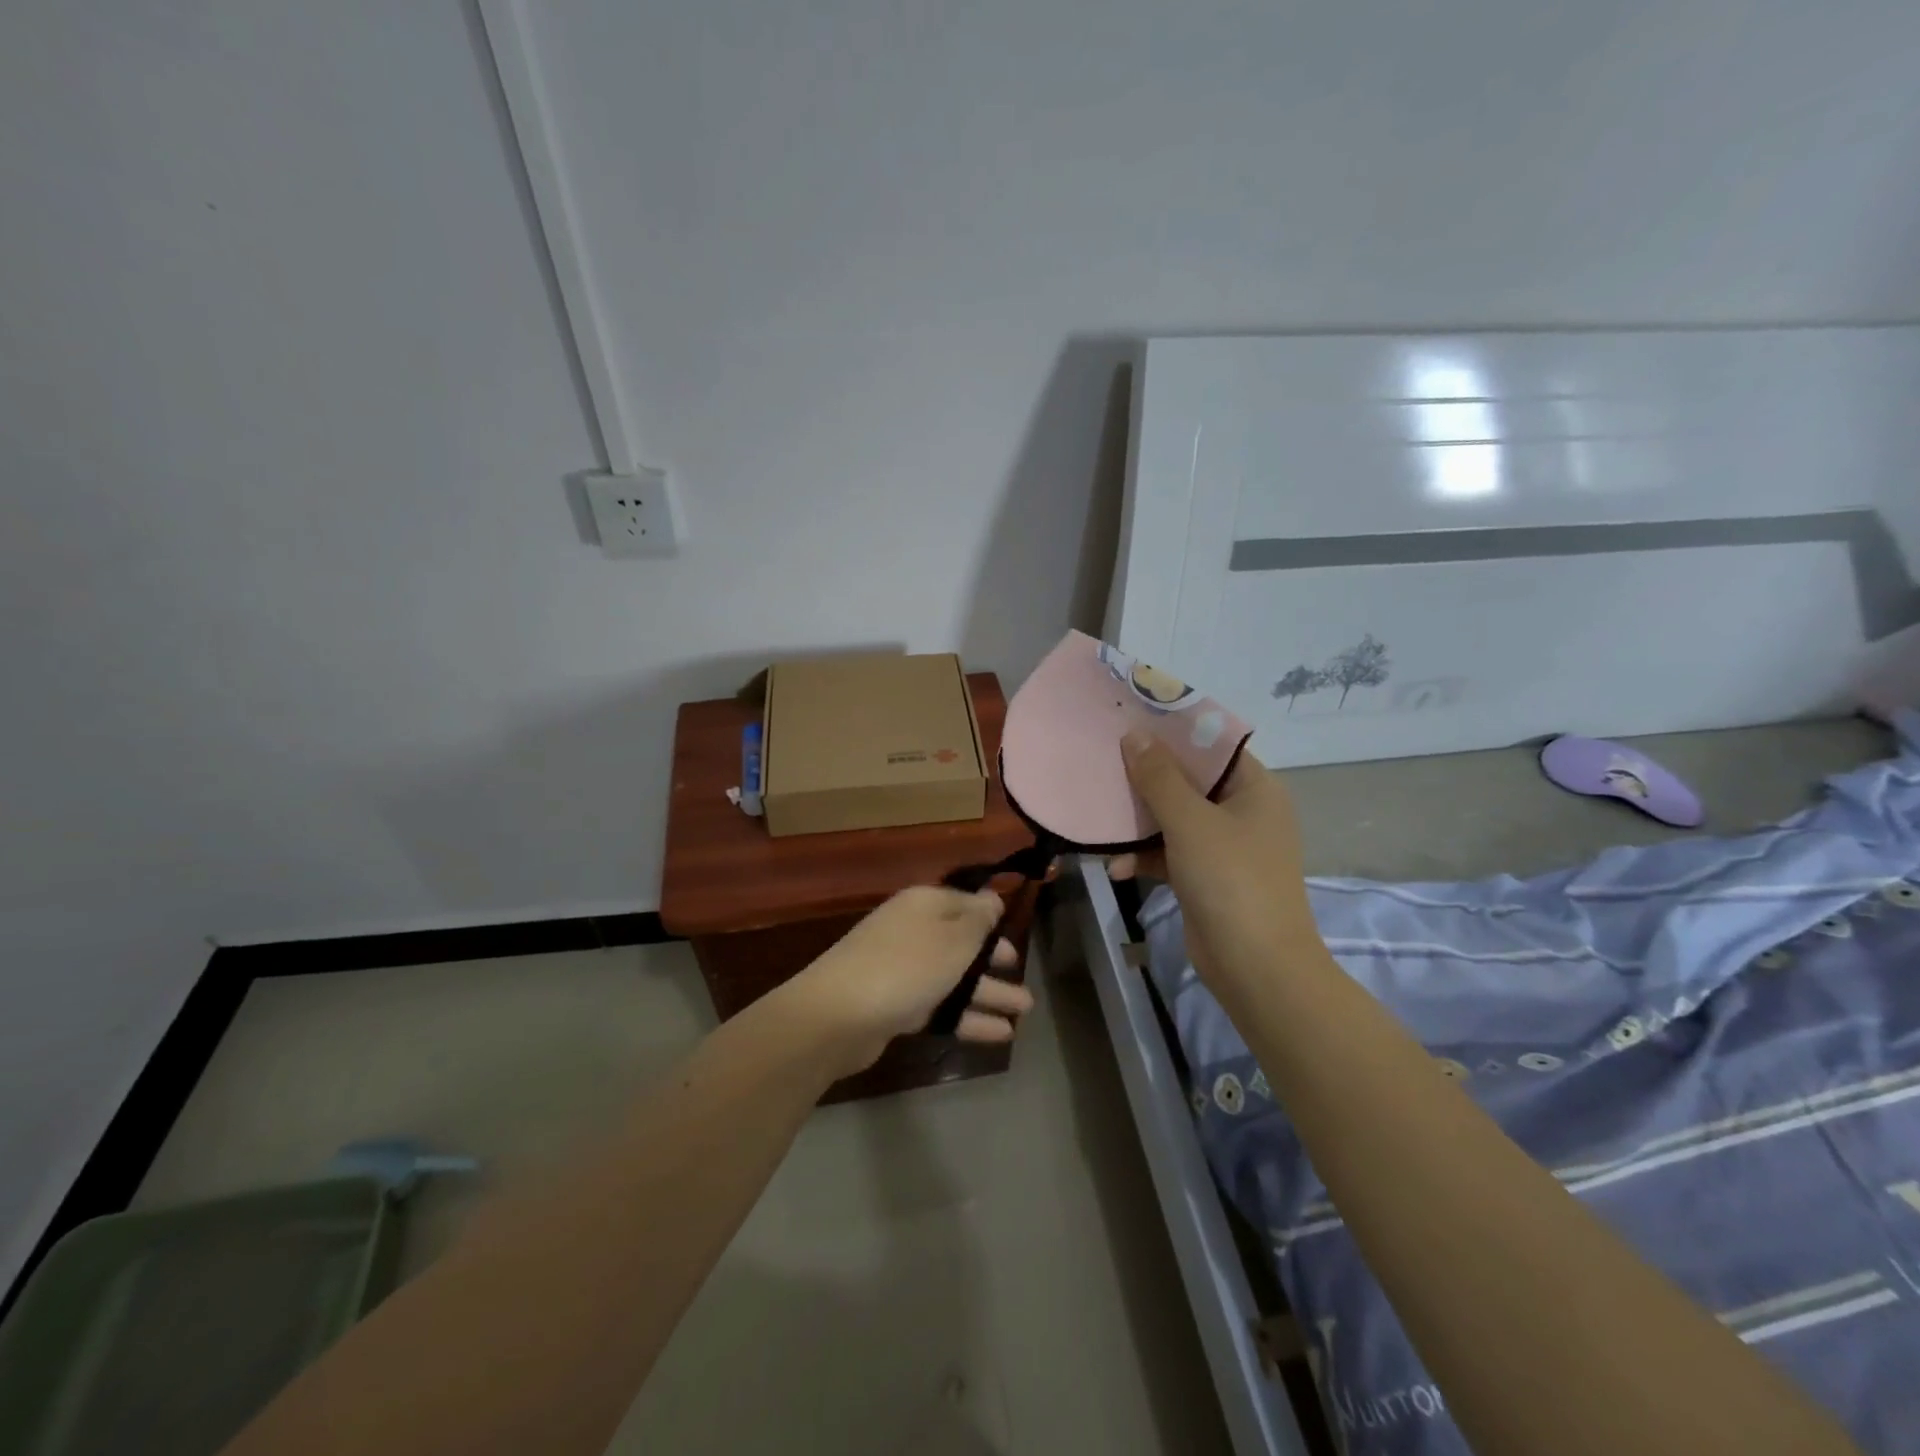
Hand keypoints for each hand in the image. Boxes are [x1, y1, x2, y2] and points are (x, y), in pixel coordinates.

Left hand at [780, 886, 1033, 1073]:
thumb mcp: (954, 938)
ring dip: (989, 993)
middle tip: (1022, 974)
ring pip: (954, 978)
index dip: (992, 917)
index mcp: (925, 904)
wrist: (838, 1015)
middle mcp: (913, 931)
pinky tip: (1000, 1034)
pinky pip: (941, 1006)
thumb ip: (978, 920)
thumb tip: (992, 898)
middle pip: (961, 942)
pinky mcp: (896, 1006)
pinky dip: (968, 1017)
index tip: (1016, 931)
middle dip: (994, 960)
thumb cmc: (906, 966)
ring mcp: (902, 969)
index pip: (966, 903)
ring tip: (1024, 1011)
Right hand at [1115, 732, 1318, 1000]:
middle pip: (1189, 781)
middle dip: (1147, 776)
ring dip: (1140, 821)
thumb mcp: (1190, 822)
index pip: (1212, 746)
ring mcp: (1226, 847)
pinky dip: (1146, 857)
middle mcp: (1243, 812)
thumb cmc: (1230, 879)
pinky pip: (1171, 854)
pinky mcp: (1207, 878)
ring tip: (1101, 814)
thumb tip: (1134, 735)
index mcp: (1254, 789)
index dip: (1173, 731)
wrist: (1256, 967)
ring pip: (1175, 819)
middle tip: (1105, 760)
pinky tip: (1117, 868)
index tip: (1131, 719)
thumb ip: (1159, 777)